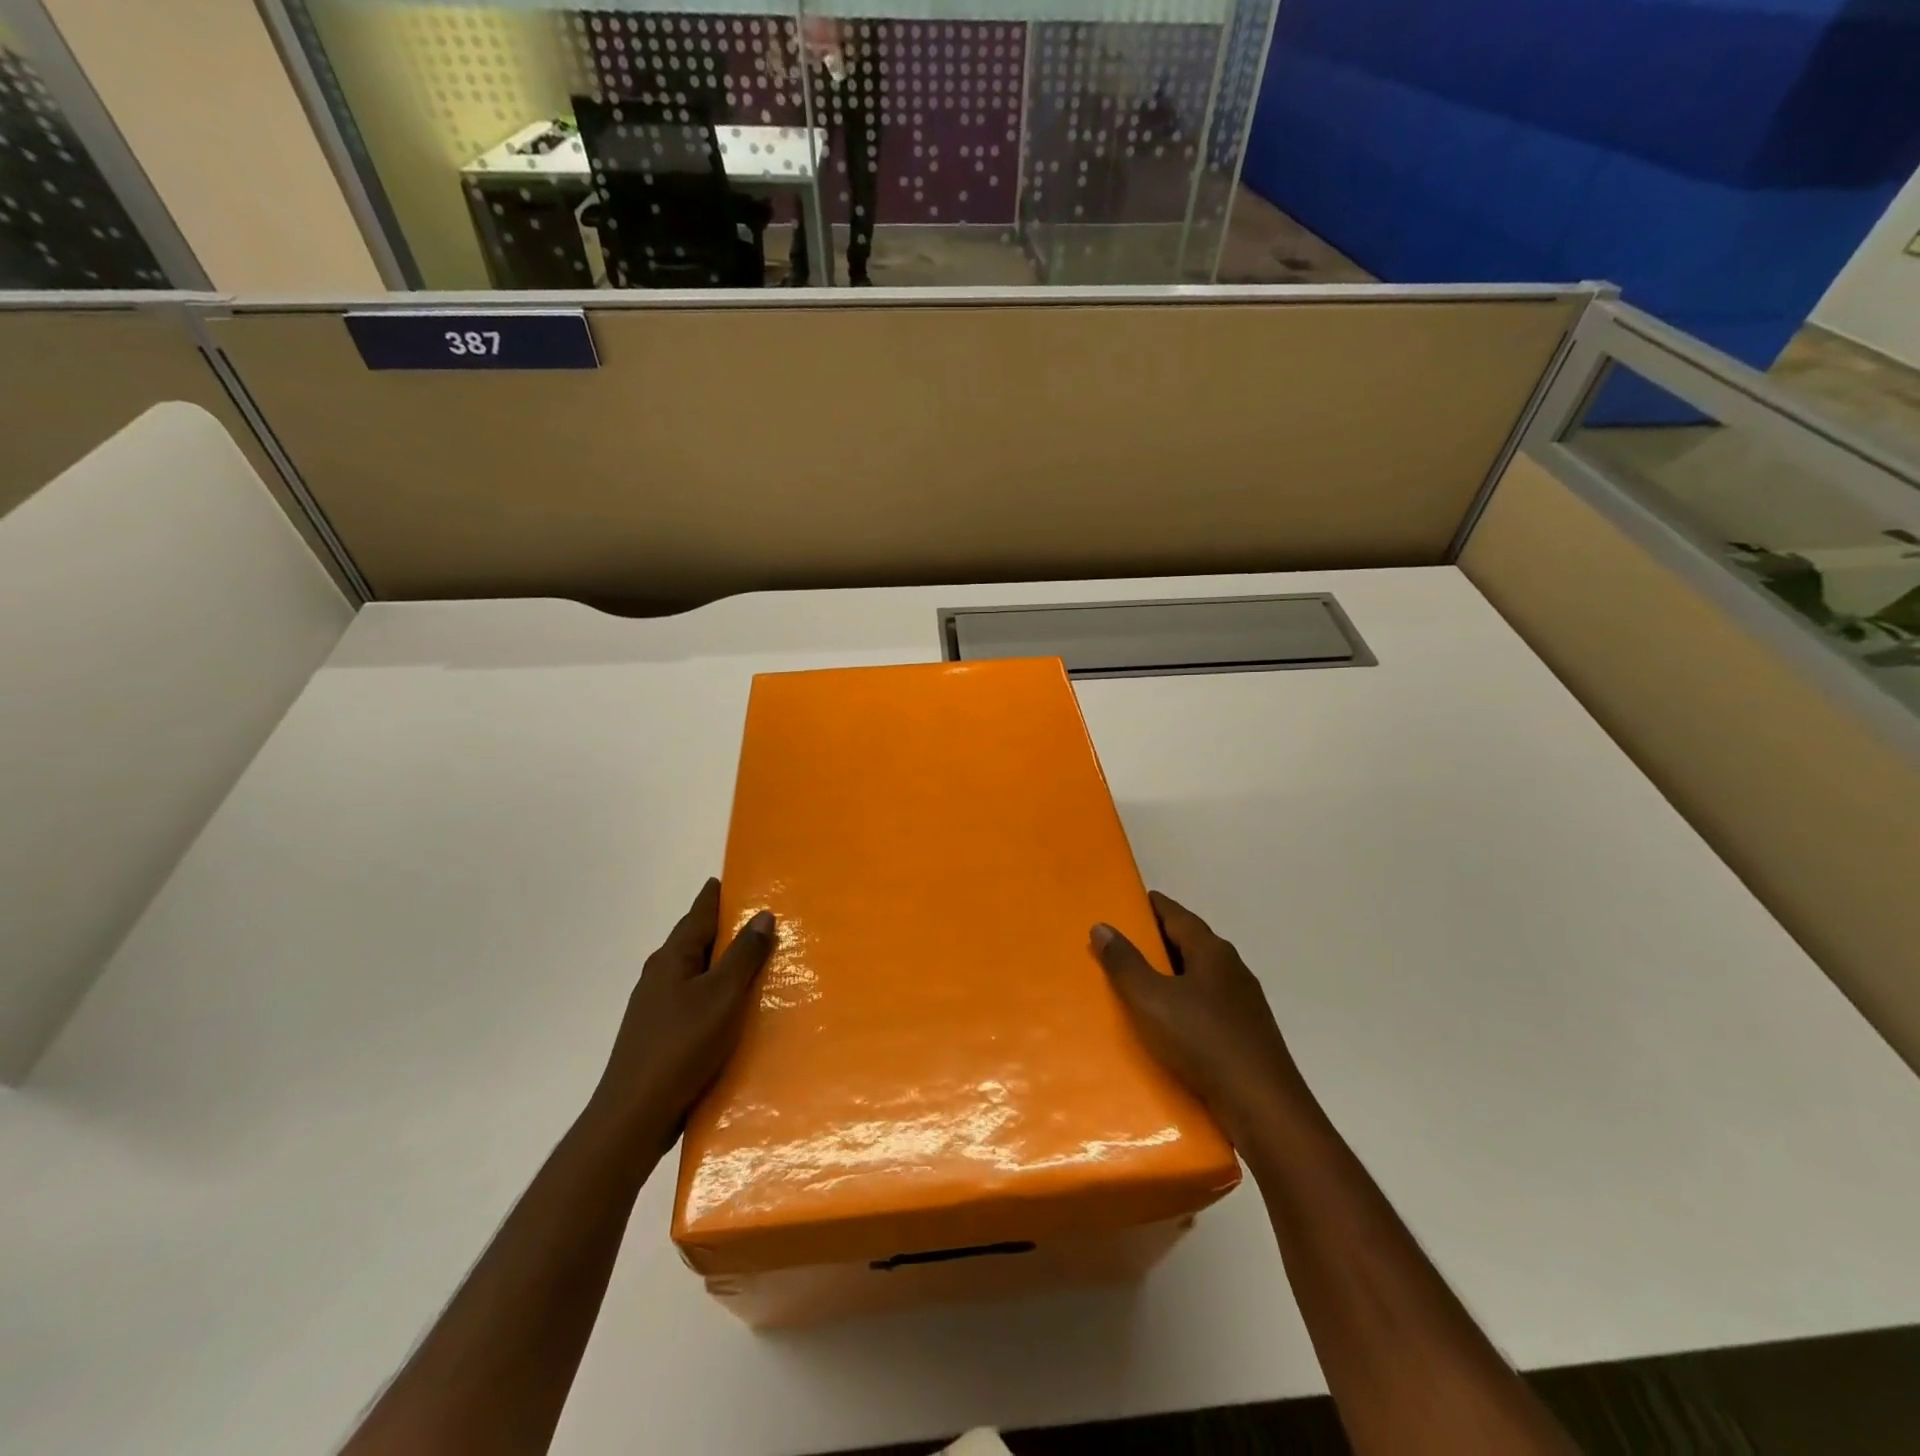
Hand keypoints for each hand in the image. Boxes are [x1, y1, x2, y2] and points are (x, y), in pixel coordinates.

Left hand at [590, 879, 774, 1148]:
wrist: (634, 1115)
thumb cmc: (682, 1046)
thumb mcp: (723, 995)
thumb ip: (744, 955)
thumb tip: (762, 914)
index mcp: (672, 957)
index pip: (699, 912)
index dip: (717, 894)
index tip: (735, 878)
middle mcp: (660, 974)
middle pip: (696, 939)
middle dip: (724, 927)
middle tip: (760, 917)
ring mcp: (656, 1006)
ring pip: (695, 971)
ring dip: (721, 962)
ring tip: (754, 960)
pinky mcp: (660, 1034)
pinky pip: (693, 998)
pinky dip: (715, 991)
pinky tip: (732, 1006)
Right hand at [1092, 891, 1308, 1141]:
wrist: (1263, 1106)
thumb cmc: (1203, 1041)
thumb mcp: (1151, 1000)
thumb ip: (1125, 963)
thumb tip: (1102, 926)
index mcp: (1212, 951)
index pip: (1177, 914)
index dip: (1151, 906)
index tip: (1127, 902)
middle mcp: (1232, 968)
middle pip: (1190, 943)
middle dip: (1158, 940)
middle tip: (1122, 943)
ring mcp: (1244, 1002)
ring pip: (1200, 976)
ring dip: (1172, 975)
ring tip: (1139, 983)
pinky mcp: (1247, 1034)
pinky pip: (1208, 1006)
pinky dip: (1185, 1003)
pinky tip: (1169, 1023)